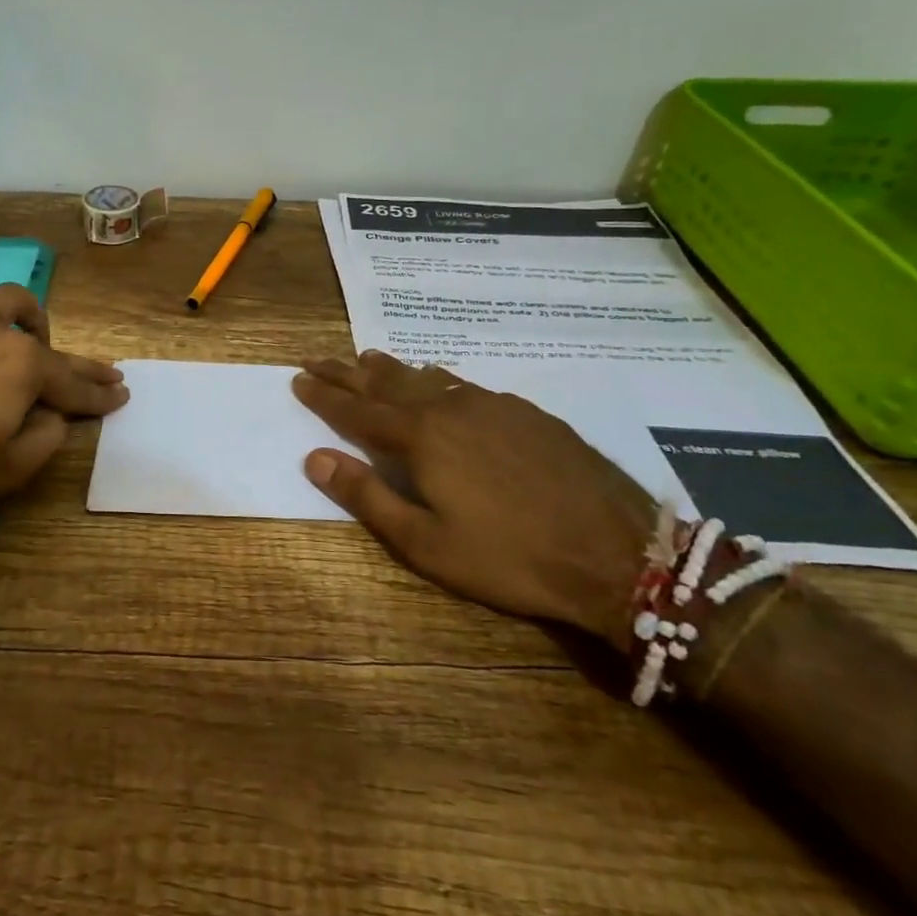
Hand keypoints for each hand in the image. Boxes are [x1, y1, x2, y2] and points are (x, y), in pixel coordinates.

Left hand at [0, 281, 127, 542]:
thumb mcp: (5, 471)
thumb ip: (45, 438)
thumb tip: (55, 415)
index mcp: (23, 366)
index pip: (74, 383)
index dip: (100, 393)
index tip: (121, 393)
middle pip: (47, 339)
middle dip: (76, 360)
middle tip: (94, 373)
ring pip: (3, 301)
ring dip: (23, 322)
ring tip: (23, 342)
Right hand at [292, 352, 650, 647]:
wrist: (617, 554)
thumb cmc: (509, 557)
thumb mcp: (425, 543)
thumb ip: (366, 496)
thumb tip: (314, 458)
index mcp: (420, 438)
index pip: (356, 409)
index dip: (324, 395)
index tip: (298, 378)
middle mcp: (450, 408)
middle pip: (386, 382)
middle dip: (348, 371)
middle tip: (320, 358)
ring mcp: (492, 405)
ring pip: (427, 376)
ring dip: (391, 369)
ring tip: (368, 358)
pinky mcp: (526, 412)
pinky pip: (465, 384)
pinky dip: (436, 378)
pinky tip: (438, 380)